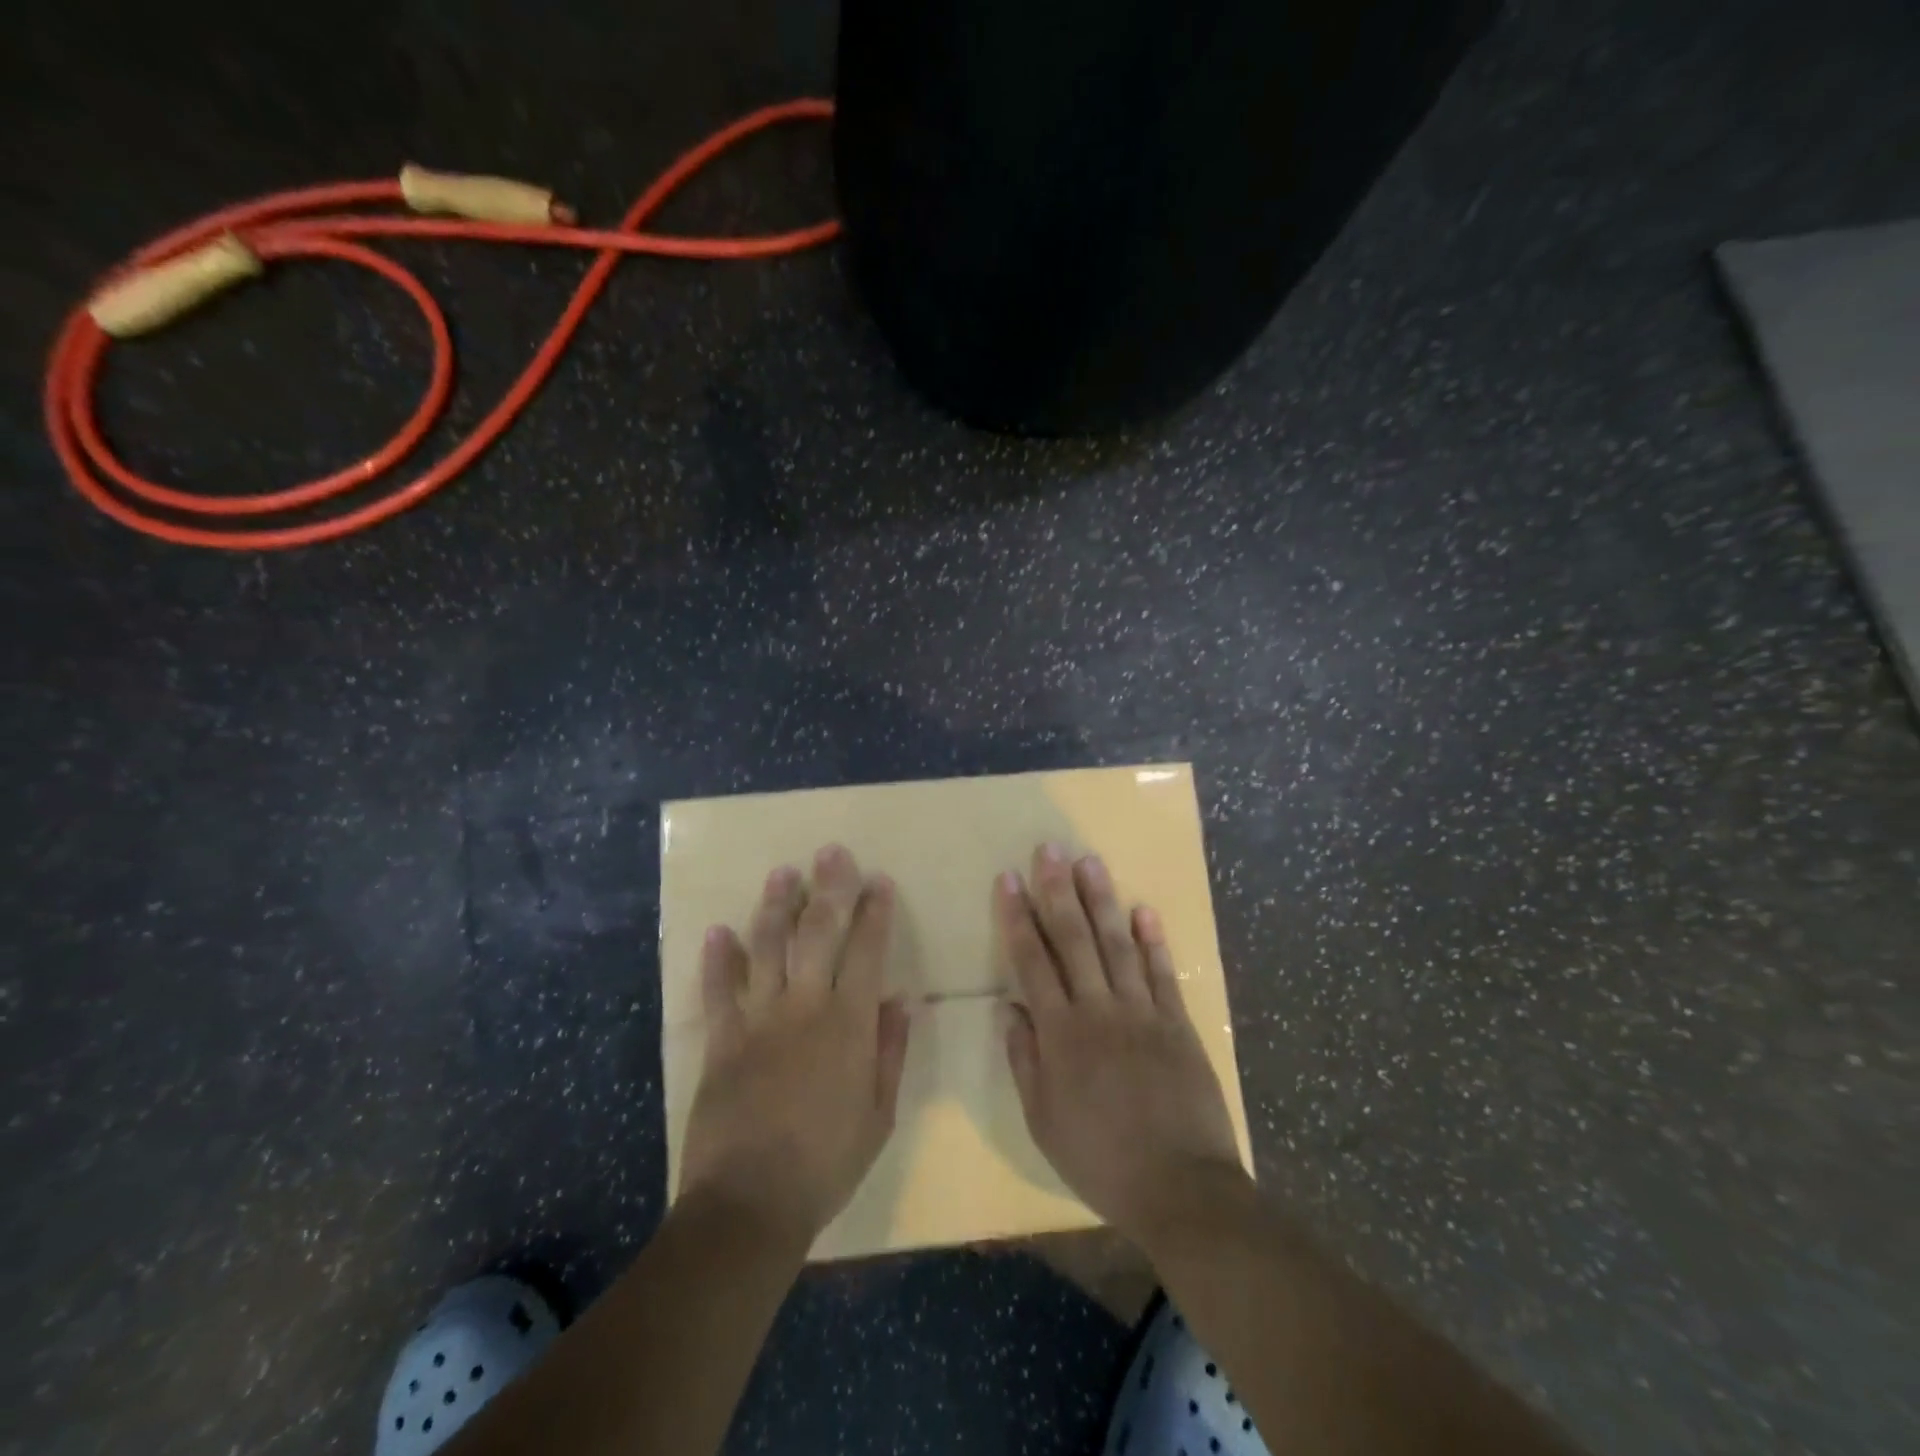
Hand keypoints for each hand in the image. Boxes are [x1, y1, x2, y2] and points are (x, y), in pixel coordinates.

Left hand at [680, 844, 910, 1245]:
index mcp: (848, 1024)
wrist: (749, 1204)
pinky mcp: (721, 1039)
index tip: (879, 881)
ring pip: (767, 946)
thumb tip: (900, 1000)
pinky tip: (718, 931)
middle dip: (829, 888)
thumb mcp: (878, 1115)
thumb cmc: (826, 1163)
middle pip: (818, 932)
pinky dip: (718, 959)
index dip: (875, 912)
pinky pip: (718, 989)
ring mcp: (758, 1019)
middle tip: (832, 852)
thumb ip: (889, 1052)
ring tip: (783, 873)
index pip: (867, 951)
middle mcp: (804, 1007)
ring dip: (775, 906)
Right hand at [999, 843, 1246, 1251]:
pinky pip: (1162, 973)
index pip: (1032, 962)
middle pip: (1074, 939)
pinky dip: (1153, 940)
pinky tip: (1143, 909)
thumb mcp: (1043, 1120)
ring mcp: (1142, 1012)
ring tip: (1090, 862)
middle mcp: (1098, 1009)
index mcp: (1061, 1033)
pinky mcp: (1177, 1022)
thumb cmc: (1100, 1158)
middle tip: (1049, 850)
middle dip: (1058, 891)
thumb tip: (1008, 1009)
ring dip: (1102, 900)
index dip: (1018, 918)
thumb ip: (1024, 1059)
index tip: (1009, 880)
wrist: (1181, 1187)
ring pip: (1117, 944)